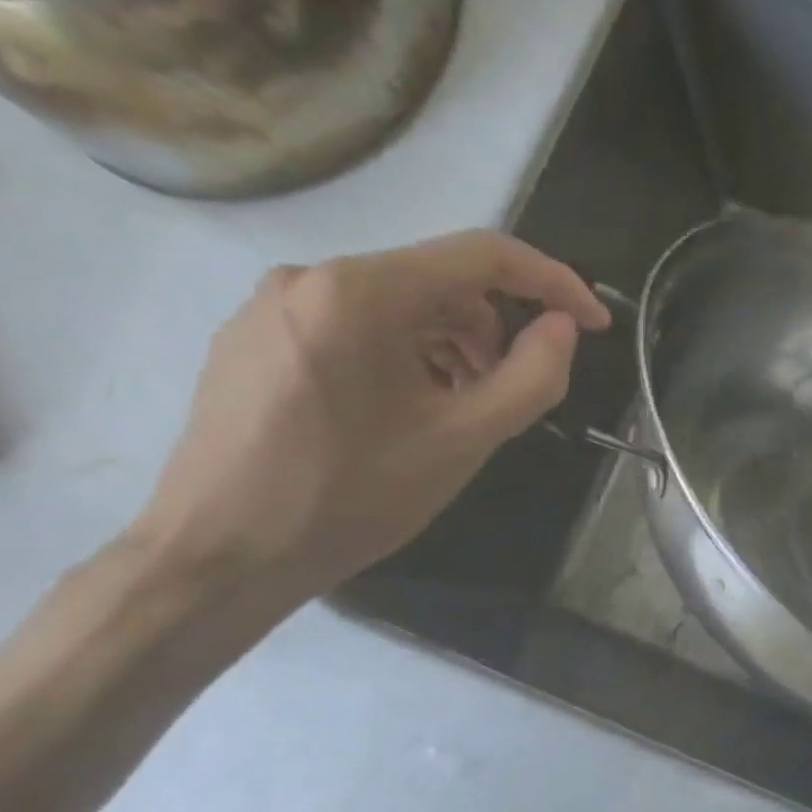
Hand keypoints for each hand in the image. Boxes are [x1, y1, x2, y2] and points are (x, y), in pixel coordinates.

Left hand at [131, 230, 608, 602]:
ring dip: (450, 349)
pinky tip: (405, 414)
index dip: (553, 282)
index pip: (482, 256)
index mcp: (359, 292)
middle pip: (438, 282)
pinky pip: (354, 328)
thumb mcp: (461, 442)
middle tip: (510, 396)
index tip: (594, 323)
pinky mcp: (256, 339)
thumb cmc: (348, 498)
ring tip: (458, 413)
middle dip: (494, 332)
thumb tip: (563, 328)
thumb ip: (531, 378)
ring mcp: (273, 307)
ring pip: (397, 308)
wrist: (218, 556)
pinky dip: (403, 358)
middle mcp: (308, 277)